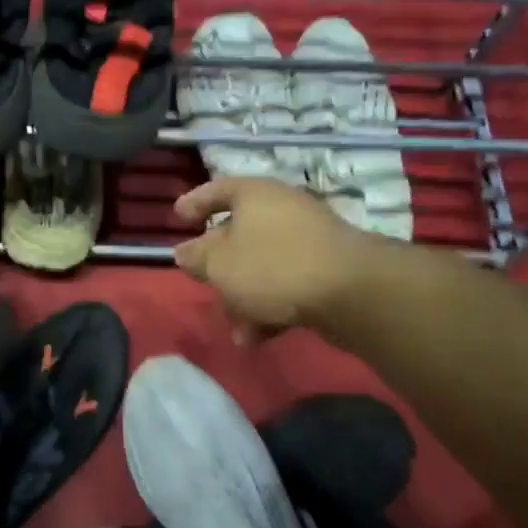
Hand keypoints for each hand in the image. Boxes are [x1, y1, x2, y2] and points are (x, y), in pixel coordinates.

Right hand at [172, 177, 380, 338]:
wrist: (350, 292)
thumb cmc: (272, 266)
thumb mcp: (220, 263)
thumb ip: (197, 257)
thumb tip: (184, 252)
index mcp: (255, 195)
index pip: (218, 189)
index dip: (195, 202)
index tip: (177, 218)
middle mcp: (283, 210)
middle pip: (240, 234)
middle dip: (220, 268)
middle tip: (204, 284)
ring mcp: (308, 240)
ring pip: (262, 266)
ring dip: (244, 298)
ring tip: (237, 331)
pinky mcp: (326, 270)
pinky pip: (286, 286)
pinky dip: (270, 308)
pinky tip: (260, 338)